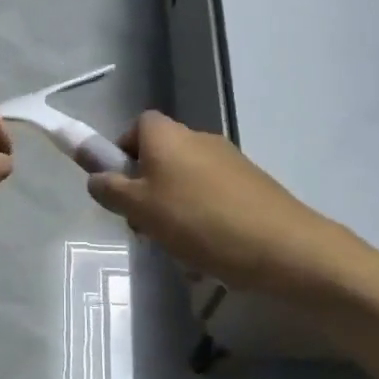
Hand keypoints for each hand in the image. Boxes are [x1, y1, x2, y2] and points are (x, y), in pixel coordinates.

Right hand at [86, 111, 378, 294]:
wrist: (282, 247)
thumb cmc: (199, 221)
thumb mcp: (140, 208)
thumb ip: (110, 189)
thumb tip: (96, 177)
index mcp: (168, 135)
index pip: (137, 126)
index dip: (123, 153)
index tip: (121, 187)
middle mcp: (199, 138)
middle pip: (161, 155)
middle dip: (147, 189)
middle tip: (144, 225)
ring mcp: (230, 161)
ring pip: (186, 180)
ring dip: (174, 208)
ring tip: (177, 246)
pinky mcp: (252, 185)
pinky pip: (213, 197)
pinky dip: (203, 218)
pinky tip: (207, 251)